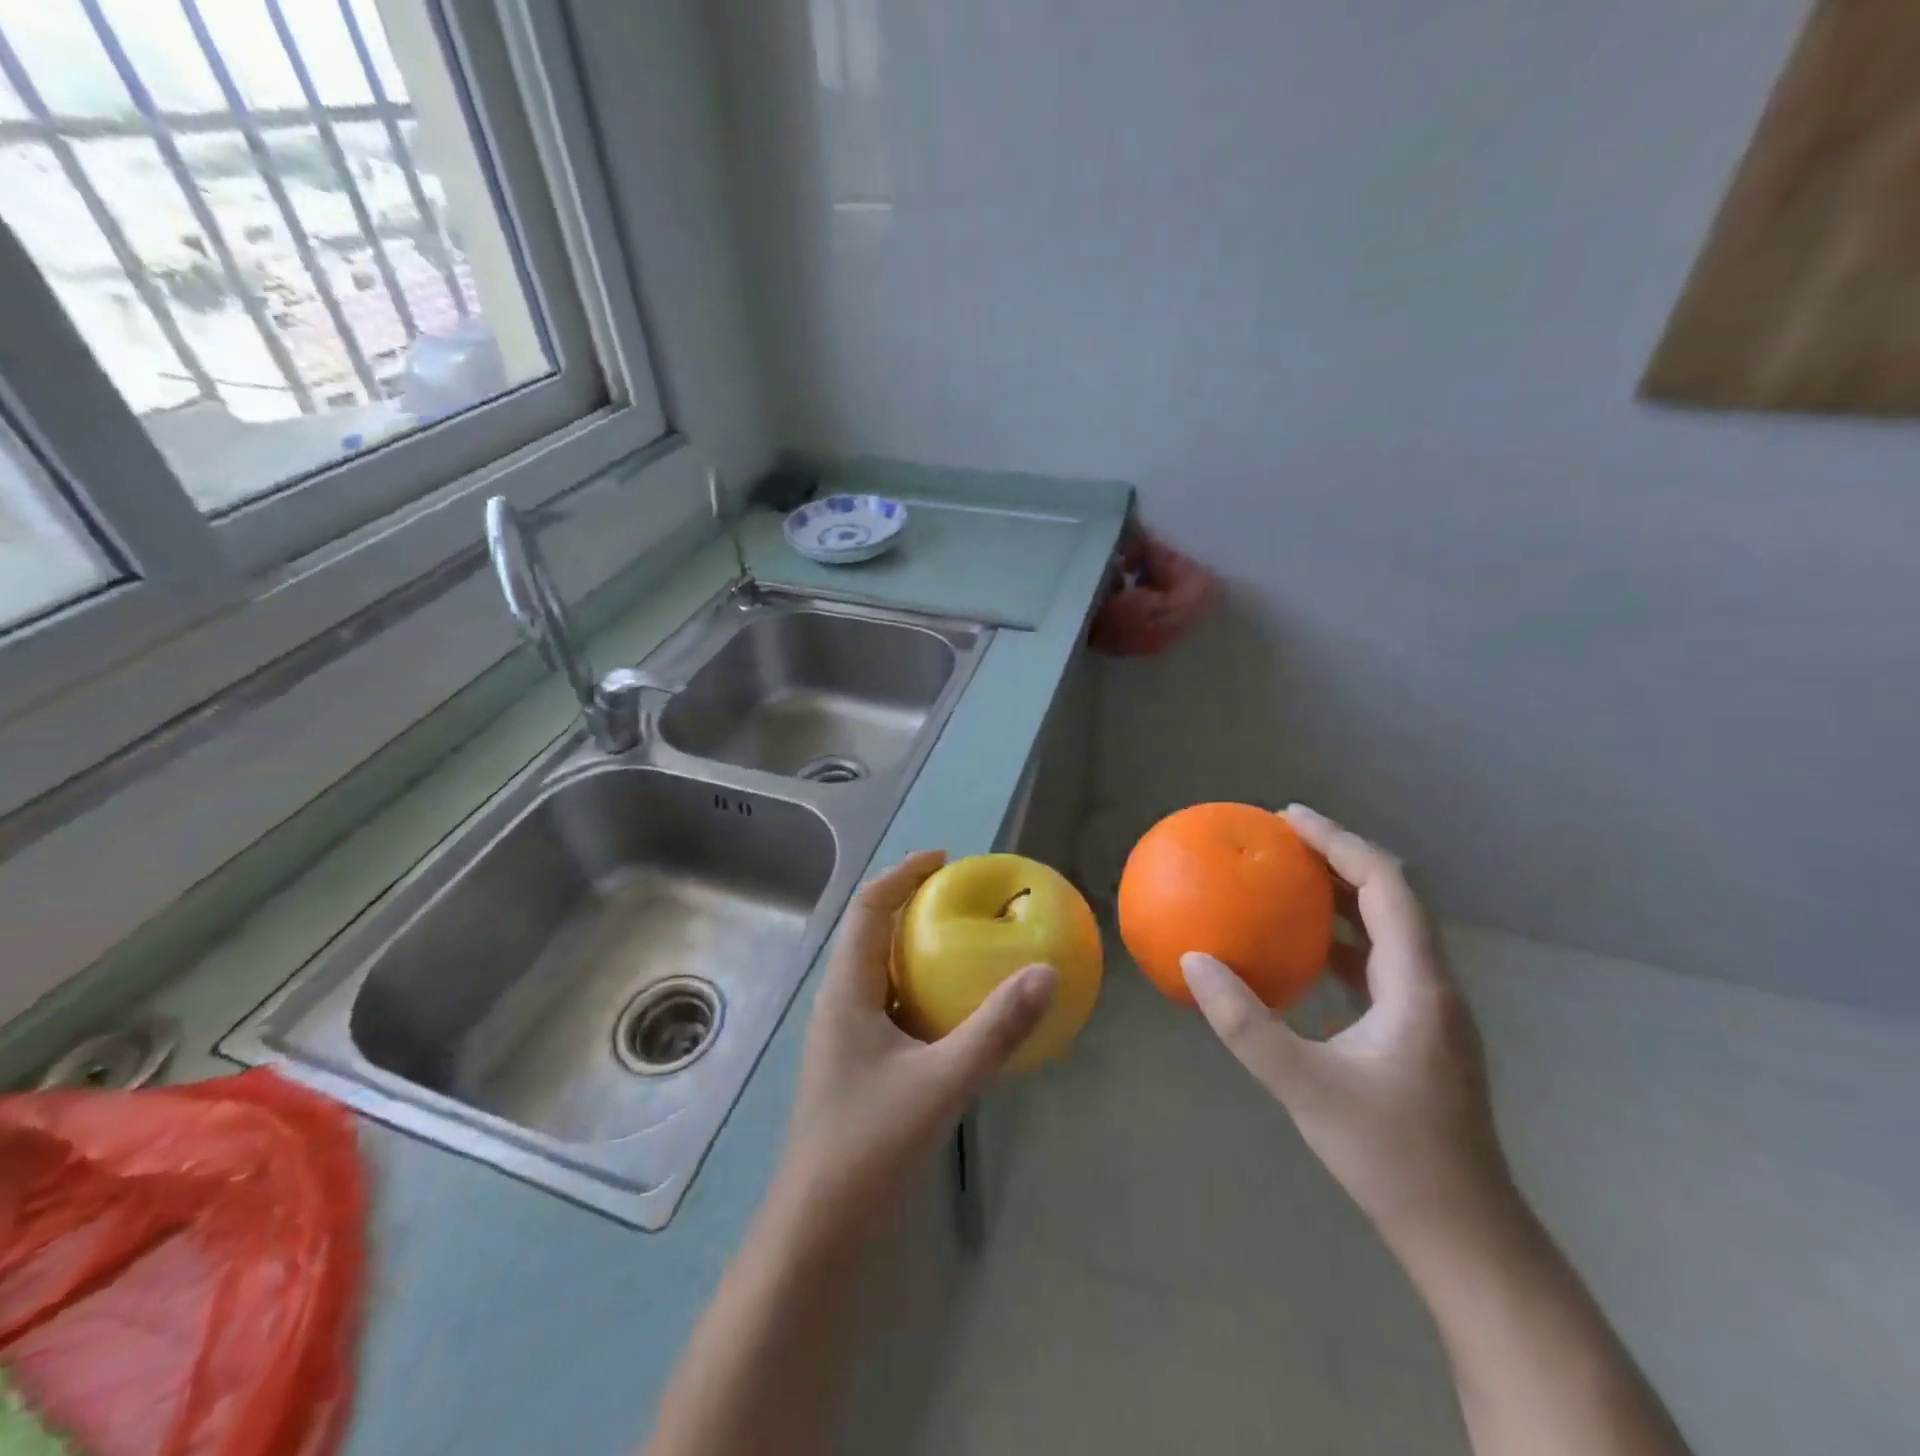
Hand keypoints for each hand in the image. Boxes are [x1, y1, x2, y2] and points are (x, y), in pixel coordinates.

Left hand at [775, 851, 1056, 1231]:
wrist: (819, 1226)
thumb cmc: (870, 1144)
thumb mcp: (942, 1082)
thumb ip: (996, 1029)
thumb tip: (1046, 973)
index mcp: (846, 991)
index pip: (867, 908)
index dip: (902, 874)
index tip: (944, 859)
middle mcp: (840, 1001)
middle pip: (871, 931)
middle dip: (913, 904)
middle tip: (963, 896)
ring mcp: (845, 1034)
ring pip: (880, 969)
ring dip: (916, 945)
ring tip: (964, 940)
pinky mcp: (858, 1061)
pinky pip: (890, 1002)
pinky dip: (920, 986)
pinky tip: (955, 1008)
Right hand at [1181, 805, 1513, 1253]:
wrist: (1463, 1234)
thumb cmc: (1391, 1157)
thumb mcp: (1305, 1087)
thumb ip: (1245, 1023)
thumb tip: (1193, 960)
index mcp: (1417, 984)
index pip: (1386, 886)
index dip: (1340, 842)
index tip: (1289, 817)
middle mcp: (1432, 985)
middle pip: (1392, 896)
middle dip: (1339, 857)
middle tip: (1281, 839)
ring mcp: (1429, 1009)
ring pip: (1388, 928)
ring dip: (1342, 895)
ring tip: (1288, 879)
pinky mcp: (1418, 1031)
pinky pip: (1378, 962)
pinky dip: (1340, 938)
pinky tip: (1302, 951)